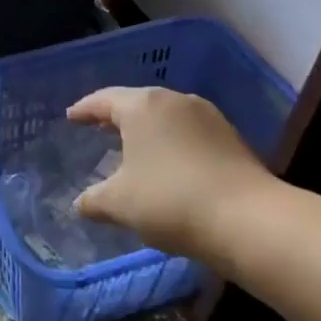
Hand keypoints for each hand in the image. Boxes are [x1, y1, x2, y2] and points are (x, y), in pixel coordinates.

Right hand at [67, 88, 279, 267]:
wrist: (249, 220)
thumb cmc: (170, 201)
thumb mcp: (120, 204)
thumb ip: (93, 201)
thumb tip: (79, 205)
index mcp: (142, 106)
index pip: (104, 100)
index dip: (84, 110)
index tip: (71, 117)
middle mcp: (174, 100)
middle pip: (137, 103)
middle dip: (116, 116)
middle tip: (98, 129)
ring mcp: (207, 117)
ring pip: (166, 116)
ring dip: (147, 129)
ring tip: (134, 147)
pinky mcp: (231, 137)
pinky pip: (189, 132)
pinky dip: (172, 142)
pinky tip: (169, 163)